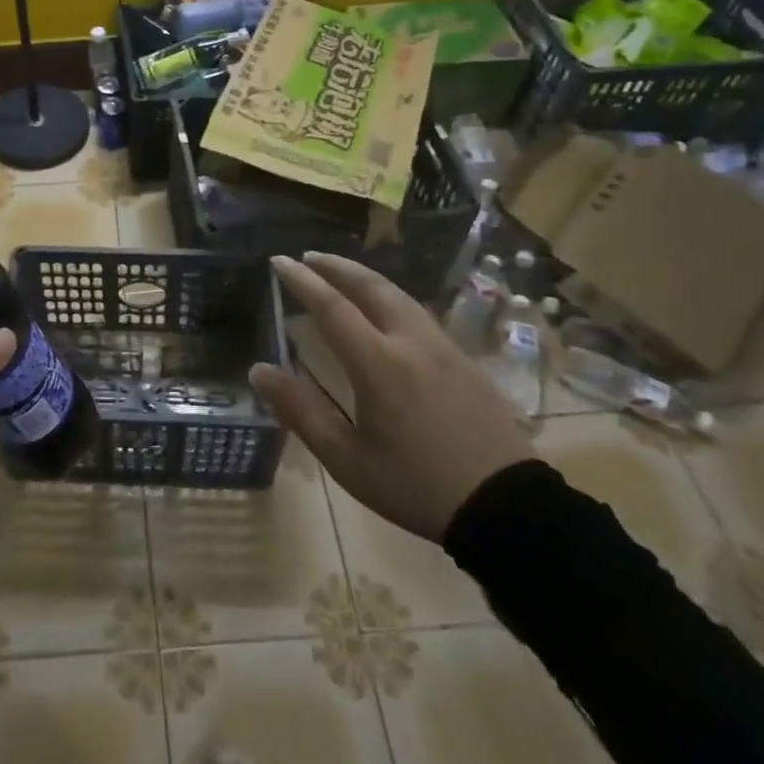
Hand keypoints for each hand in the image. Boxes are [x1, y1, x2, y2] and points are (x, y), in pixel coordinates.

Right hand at [250, 252, 533, 542]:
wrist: (505, 508)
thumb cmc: (415, 485)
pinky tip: (385, 308)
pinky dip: (390, 296)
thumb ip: (300, 410)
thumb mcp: (347, 458)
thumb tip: (258, 370)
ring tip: (341, 273)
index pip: (333, 307)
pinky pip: (418, 312)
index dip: (303, 281)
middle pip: (370, 287)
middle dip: (336, 266)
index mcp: (379, 364)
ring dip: (364, 277)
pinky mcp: (464, 359)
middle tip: (308, 256)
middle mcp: (411, 342)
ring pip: (399, 295)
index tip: (279, 261)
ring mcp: (443, 347)